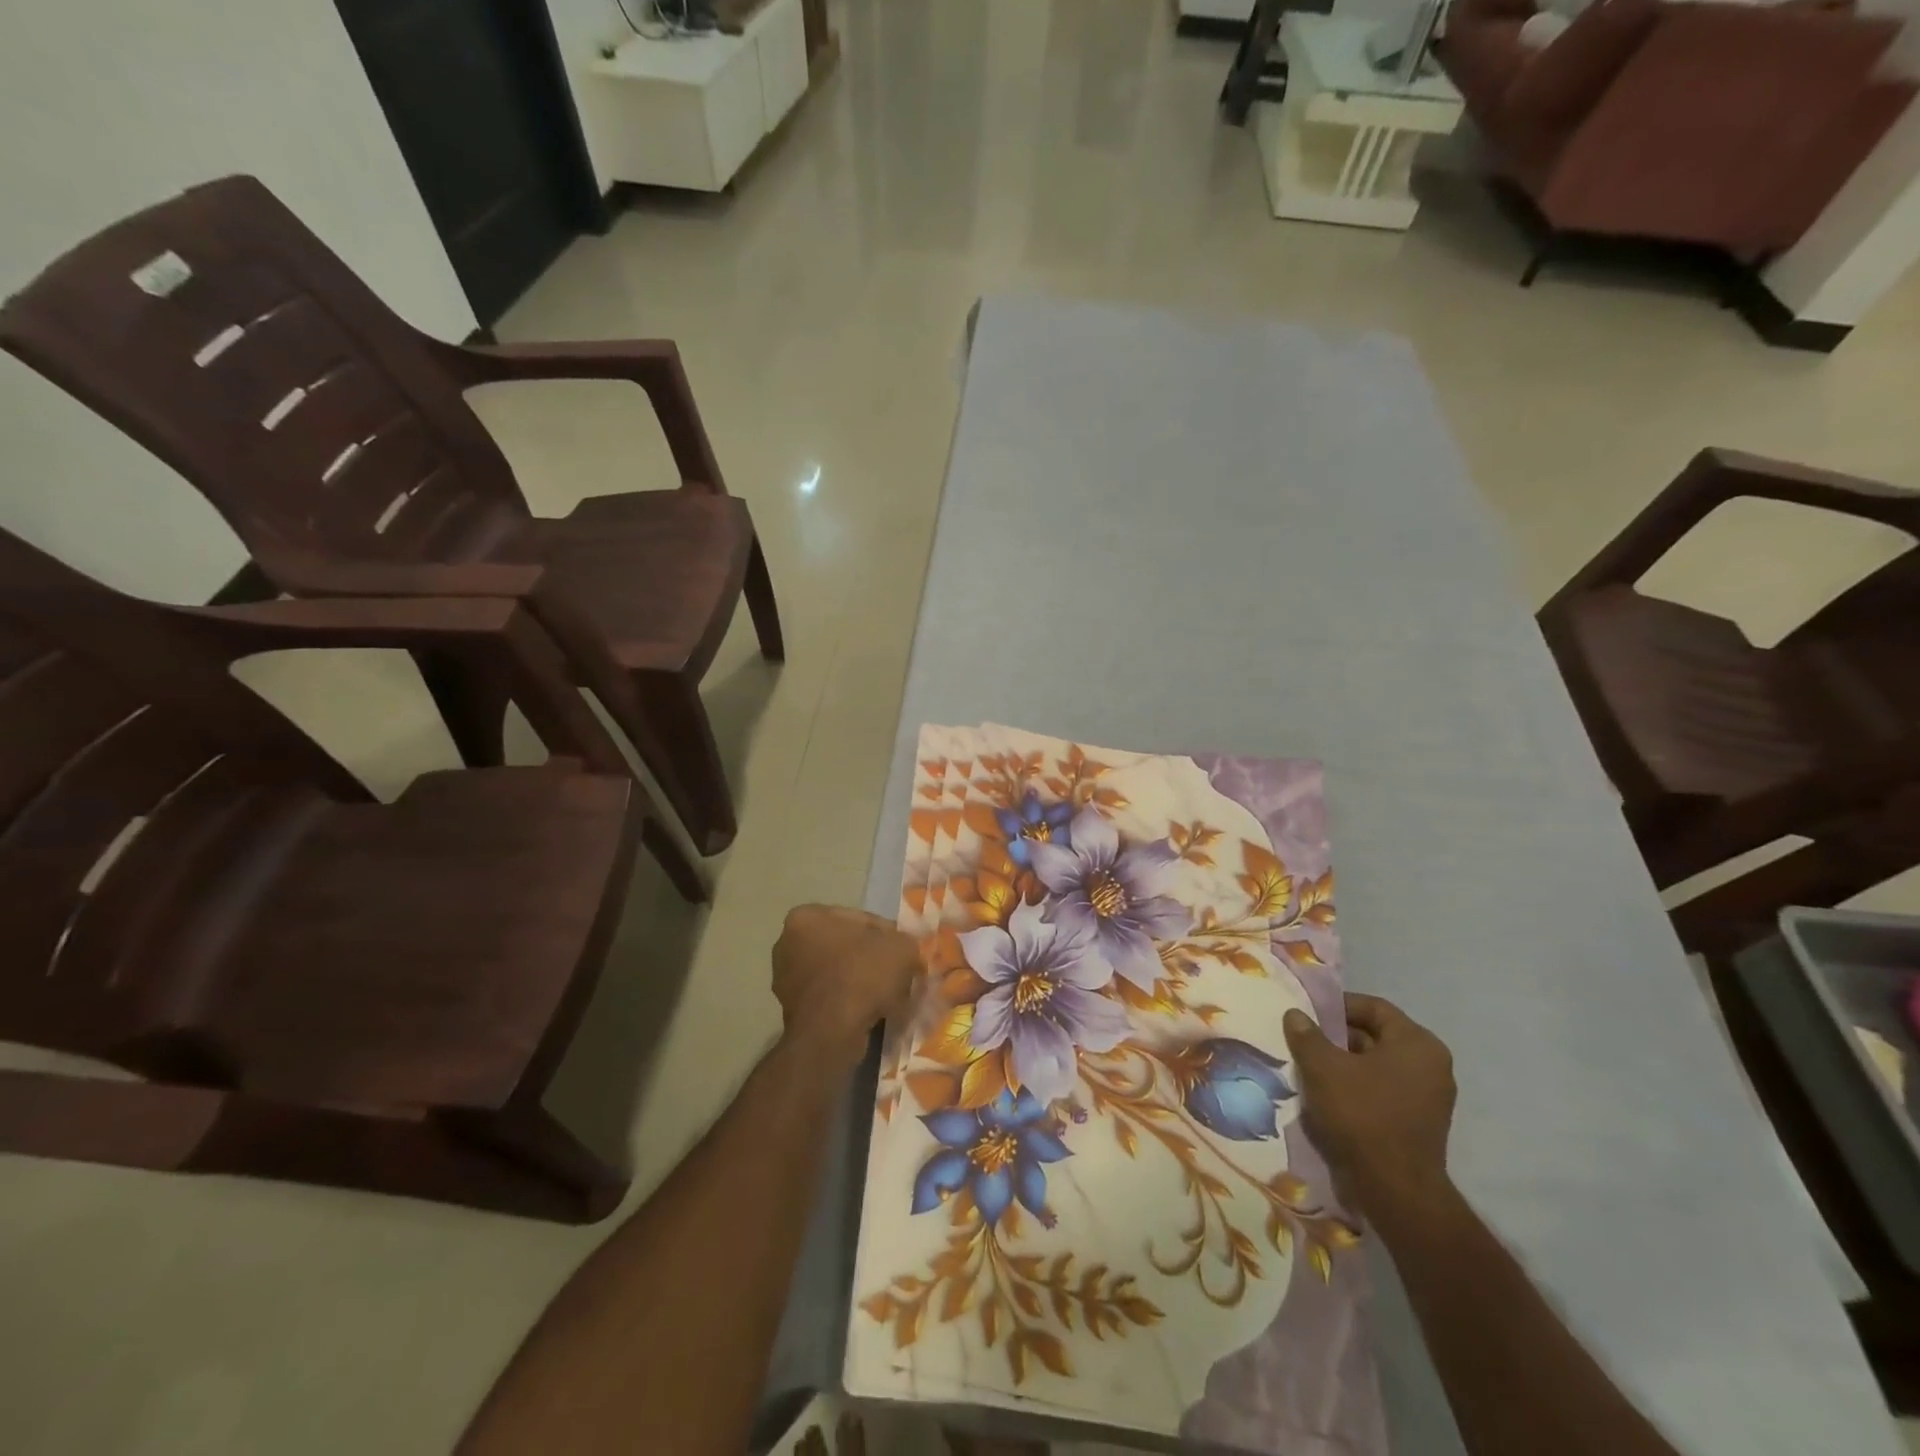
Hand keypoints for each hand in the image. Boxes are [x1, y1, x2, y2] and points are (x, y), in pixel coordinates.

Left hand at [773, 905, 919, 1063]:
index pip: (858, 919)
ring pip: (838, 974)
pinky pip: (830, 999)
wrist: (831, 1032)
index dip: (887, 934)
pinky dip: (850, 1003)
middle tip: (898, 973)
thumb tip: (905, 952)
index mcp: (806, 917)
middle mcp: (787, 944)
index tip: (904, 951)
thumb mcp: (901, 947)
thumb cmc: (861, 975)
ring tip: (889, 996)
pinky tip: (872, 1013)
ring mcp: (785, 980)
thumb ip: (904, 943)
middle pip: (845, 946)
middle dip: (871, 958)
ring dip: (861, 982)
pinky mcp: (791, 1012)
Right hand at [1283, 994, 1455, 1227]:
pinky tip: (1327, 1096)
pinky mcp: (1419, 1122)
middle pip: (1376, 1036)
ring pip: (1377, 1065)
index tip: (1308, 1014)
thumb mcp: (1323, 1068)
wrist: (1396, 1190)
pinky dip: (1357, 1087)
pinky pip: (1383, 1091)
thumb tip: (1296, 1014)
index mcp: (1417, 1043)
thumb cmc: (1362, 1115)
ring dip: (1344, 1064)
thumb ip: (1307, 1035)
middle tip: (1304, 1041)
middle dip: (1337, 1037)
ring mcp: (1429, 1096)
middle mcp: (1431, 1065)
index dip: (1338, 1006)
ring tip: (1310, 1068)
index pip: (1374, 1007)